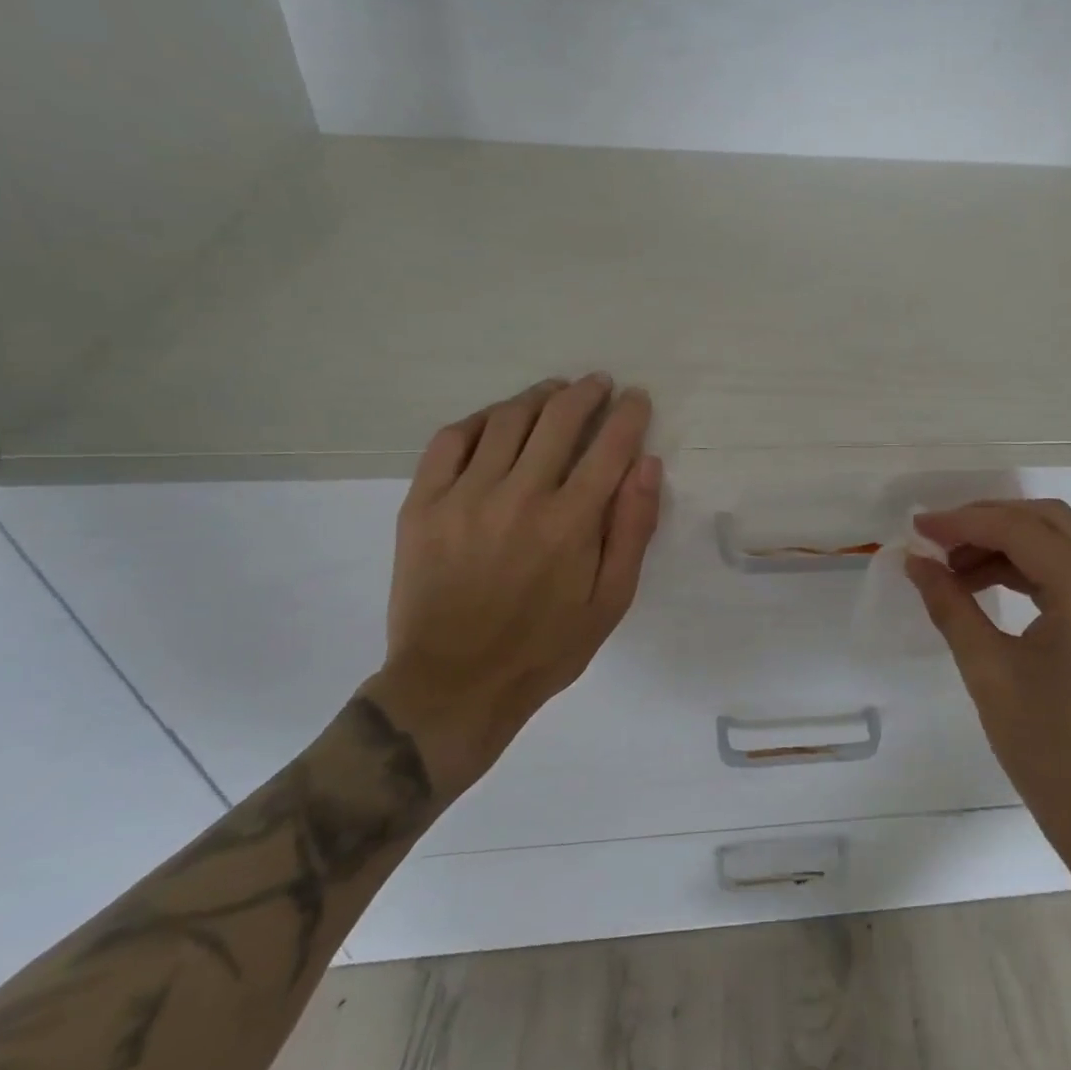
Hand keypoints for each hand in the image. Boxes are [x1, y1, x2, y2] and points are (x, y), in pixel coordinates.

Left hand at [362, 374, 663, 799]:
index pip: (609, 446)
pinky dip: (478, 420)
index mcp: (571, 522)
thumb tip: (648, 465)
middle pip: (559, 419)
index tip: (637, 398)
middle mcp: (520, 496)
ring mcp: (465, 496)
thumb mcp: (611, 601)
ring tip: (553, 393)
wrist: (453, 684)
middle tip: (599, 384)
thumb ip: (633, 529)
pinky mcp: (423, 504)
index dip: (629, 415)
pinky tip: (495, 421)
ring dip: (537, 397)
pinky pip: (449, 440)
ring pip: (506, 420)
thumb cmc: (545, 648)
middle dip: (586, 393)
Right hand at [907, 499, 1070, 852]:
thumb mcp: (987, 670)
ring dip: (1008, 544)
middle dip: (988, 522)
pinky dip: (1031, 569)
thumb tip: (915, 561)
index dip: (964, 522)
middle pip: (1048, 521)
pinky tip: (990, 586)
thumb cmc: (1046, 748)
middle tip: (938, 541)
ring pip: (1062, 543)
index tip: (918, 528)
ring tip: (955, 570)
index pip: (1021, 530)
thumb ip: (949, 604)